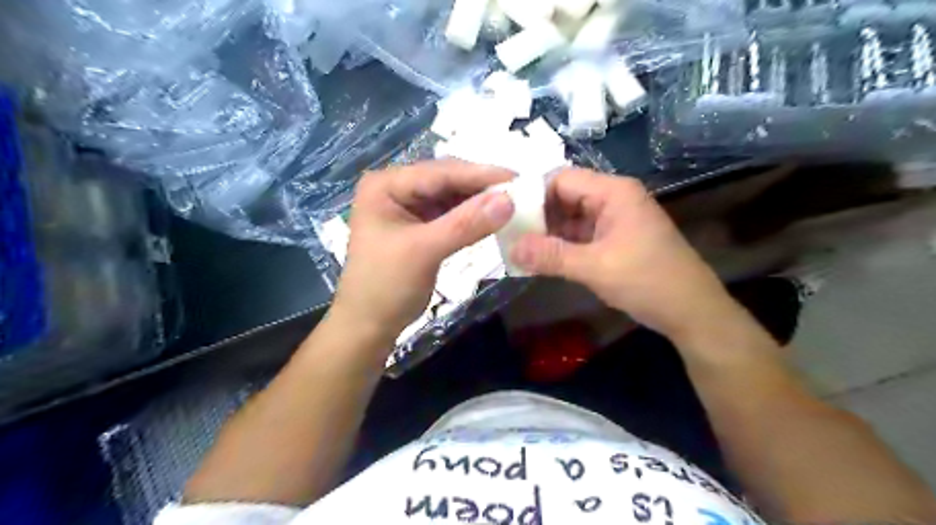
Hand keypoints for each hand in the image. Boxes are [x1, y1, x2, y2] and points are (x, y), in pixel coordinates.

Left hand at [328, 158, 514, 350]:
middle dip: (482, 187)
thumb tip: (509, 200)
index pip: (439, 172)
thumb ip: (466, 224)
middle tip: (522, 190)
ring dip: (481, 201)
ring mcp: (410, 207)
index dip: (480, 175)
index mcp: (386, 185)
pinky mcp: (422, 225)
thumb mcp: (424, 251)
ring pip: (453, 197)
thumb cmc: (386, 286)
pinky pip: (452, 214)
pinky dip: (473, 217)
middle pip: (447, 181)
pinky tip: (495, 217)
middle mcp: (397, 188)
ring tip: (516, 202)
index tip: (518, 178)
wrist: (369, 325)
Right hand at [510, 169, 738, 340]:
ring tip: (517, 248)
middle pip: (564, 196)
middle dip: (537, 216)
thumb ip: (550, 256)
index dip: (532, 194)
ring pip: (570, 218)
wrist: (691, 312)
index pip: (561, 179)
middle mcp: (612, 199)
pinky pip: (579, 235)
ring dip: (547, 233)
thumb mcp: (595, 268)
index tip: (505, 214)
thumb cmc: (648, 281)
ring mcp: (613, 220)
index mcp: (613, 192)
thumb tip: (509, 248)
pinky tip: (540, 259)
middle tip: (507, 235)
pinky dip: (561, 246)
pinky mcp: (613, 239)